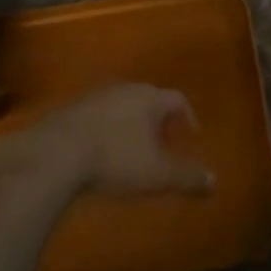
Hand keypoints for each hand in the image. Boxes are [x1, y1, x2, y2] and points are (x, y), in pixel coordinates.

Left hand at [19, 84, 214, 197]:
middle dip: (159, 121)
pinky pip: (98, 115)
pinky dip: (107, 129)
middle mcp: (125, 89)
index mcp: (150, 98)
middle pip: (149, 99)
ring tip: (132, 151)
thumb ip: (187, 177)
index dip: (187, 117)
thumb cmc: (115, 159)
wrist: (56, 152)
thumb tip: (214, 181)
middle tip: (163, 145)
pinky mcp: (71, 108)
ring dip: (131, 124)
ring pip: (122, 106)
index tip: (190, 135)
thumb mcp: (156, 174)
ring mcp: (96, 96)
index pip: (177, 99)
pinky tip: (101, 152)